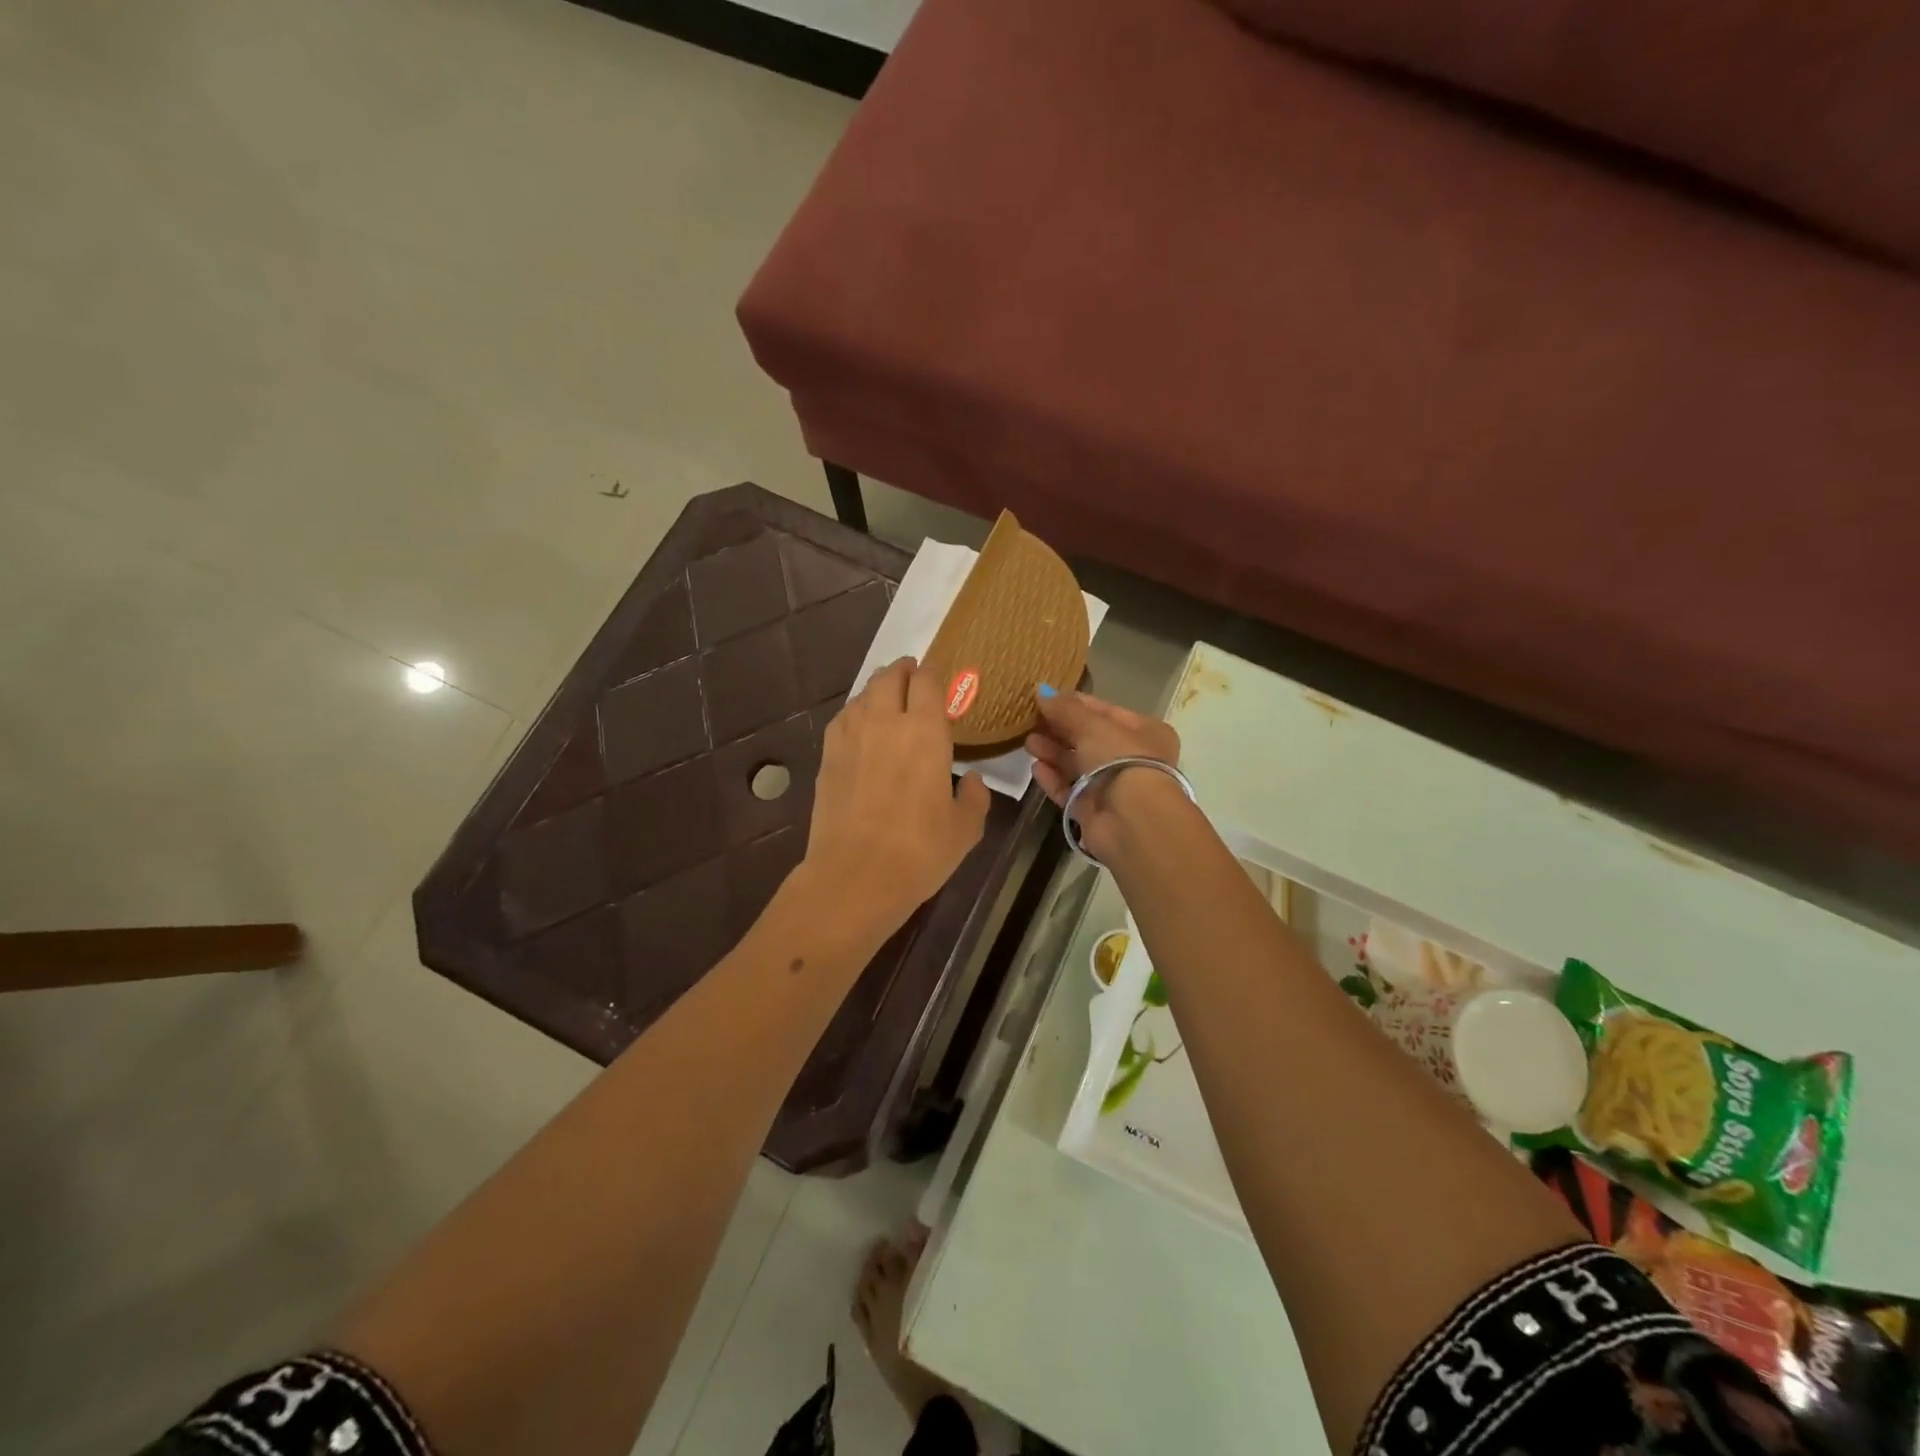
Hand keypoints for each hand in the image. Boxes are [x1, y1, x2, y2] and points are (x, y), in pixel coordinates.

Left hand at [802, 658, 990, 941]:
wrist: (855, 876)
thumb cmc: (919, 851)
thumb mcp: (965, 828)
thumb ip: (975, 797)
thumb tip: (971, 779)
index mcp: (924, 731)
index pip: (927, 681)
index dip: (933, 673)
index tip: (938, 676)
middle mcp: (885, 721)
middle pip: (890, 677)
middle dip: (903, 671)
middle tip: (912, 676)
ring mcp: (850, 735)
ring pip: (863, 693)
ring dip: (878, 688)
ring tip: (887, 696)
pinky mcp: (827, 755)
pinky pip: (843, 717)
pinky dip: (856, 711)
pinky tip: (861, 724)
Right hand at [1025, 687, 1181, 861]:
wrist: (1132, 820)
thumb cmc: (1121, 760)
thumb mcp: (1092, 725)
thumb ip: (1065, 709)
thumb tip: (1041, 692)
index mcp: (1144, 731)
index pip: (1105, 711)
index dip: (1075, 704)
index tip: (1045, 698)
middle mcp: (1131, 758)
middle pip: (1089, 739)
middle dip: (1059, 729)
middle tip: (1030, 720)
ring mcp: (1112, 787)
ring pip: (1077, 765)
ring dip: (1053, 752)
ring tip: (1027, 742)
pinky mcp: (1094, 811)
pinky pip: (1070, 790)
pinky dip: (1053, 779)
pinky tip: (1035, 768)